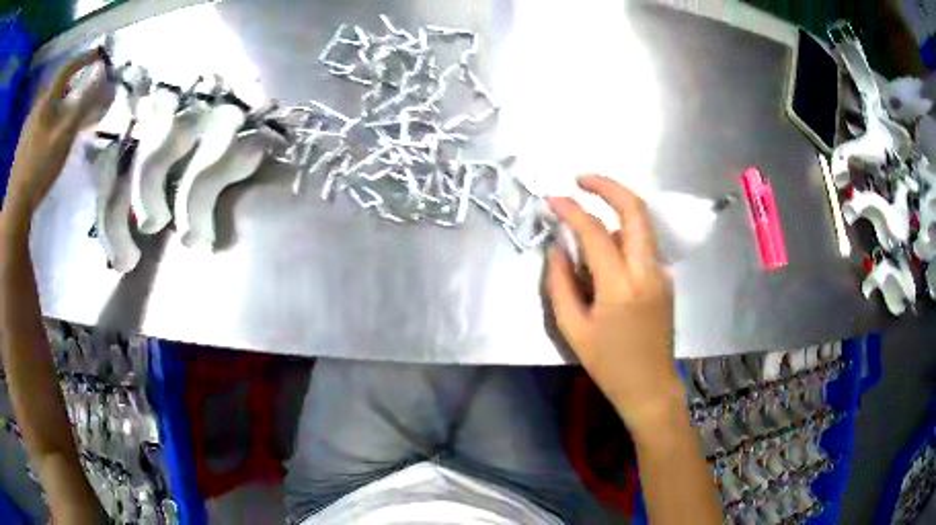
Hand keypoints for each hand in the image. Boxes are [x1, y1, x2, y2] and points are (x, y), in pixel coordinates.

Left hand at [3, 50, 103, 219]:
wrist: (15, 205)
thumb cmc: (39, 168)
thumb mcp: (65, 135)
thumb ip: (84, 104)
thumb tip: (103, 78)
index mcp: (46, 99)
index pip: (68, 68)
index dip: (84, 58)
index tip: (99, 56)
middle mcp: (36, 106)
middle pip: (56, 88)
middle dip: (71, 87)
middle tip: (80, 98)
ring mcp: (27, 127)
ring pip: (46, 106)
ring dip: (58, 106)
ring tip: (65, 121)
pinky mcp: (22, 145)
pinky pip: (38, 123)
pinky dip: (48, 122)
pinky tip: (48, 139)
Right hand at [547, 175, 683, 434]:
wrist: (650, 386)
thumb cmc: (608, 364)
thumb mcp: (573, 329)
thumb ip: (560, 284)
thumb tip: (557, 248)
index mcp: (620, 286)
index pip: (595, 232)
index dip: (571, 209)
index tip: (551, 199)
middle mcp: (647, 271)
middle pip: (635, 209)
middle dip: (608, 186)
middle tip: (581, 179)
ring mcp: (661, 273)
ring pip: (641, 225)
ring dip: (616, 211)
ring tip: (587, 223)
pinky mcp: (666, 279)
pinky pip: (643, 246)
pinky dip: (623, 236)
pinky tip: (606, 256)